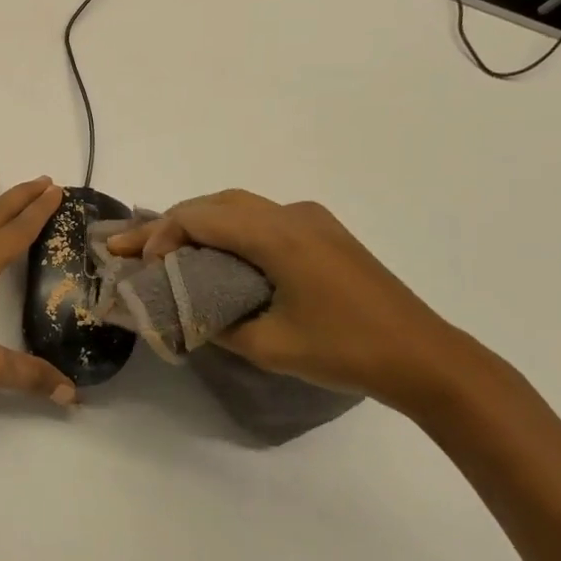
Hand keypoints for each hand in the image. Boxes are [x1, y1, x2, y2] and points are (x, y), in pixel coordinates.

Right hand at [105, 192, 483, 411]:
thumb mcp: (267, 346)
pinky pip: (262, 217)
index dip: (160, 236)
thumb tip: (184, 309)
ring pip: (238, 205)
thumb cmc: (345, 351)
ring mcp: (312, 220)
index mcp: (277, 237)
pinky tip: (217, 254)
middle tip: (135, 249)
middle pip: (215, 203)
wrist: (424, 357)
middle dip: (170, 223)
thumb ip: (215, 321)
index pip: (199, 217)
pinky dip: (227, 228)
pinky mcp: (324, 232)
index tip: (143, 267)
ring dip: (199, 222)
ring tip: (167, 249)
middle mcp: (292, 215)